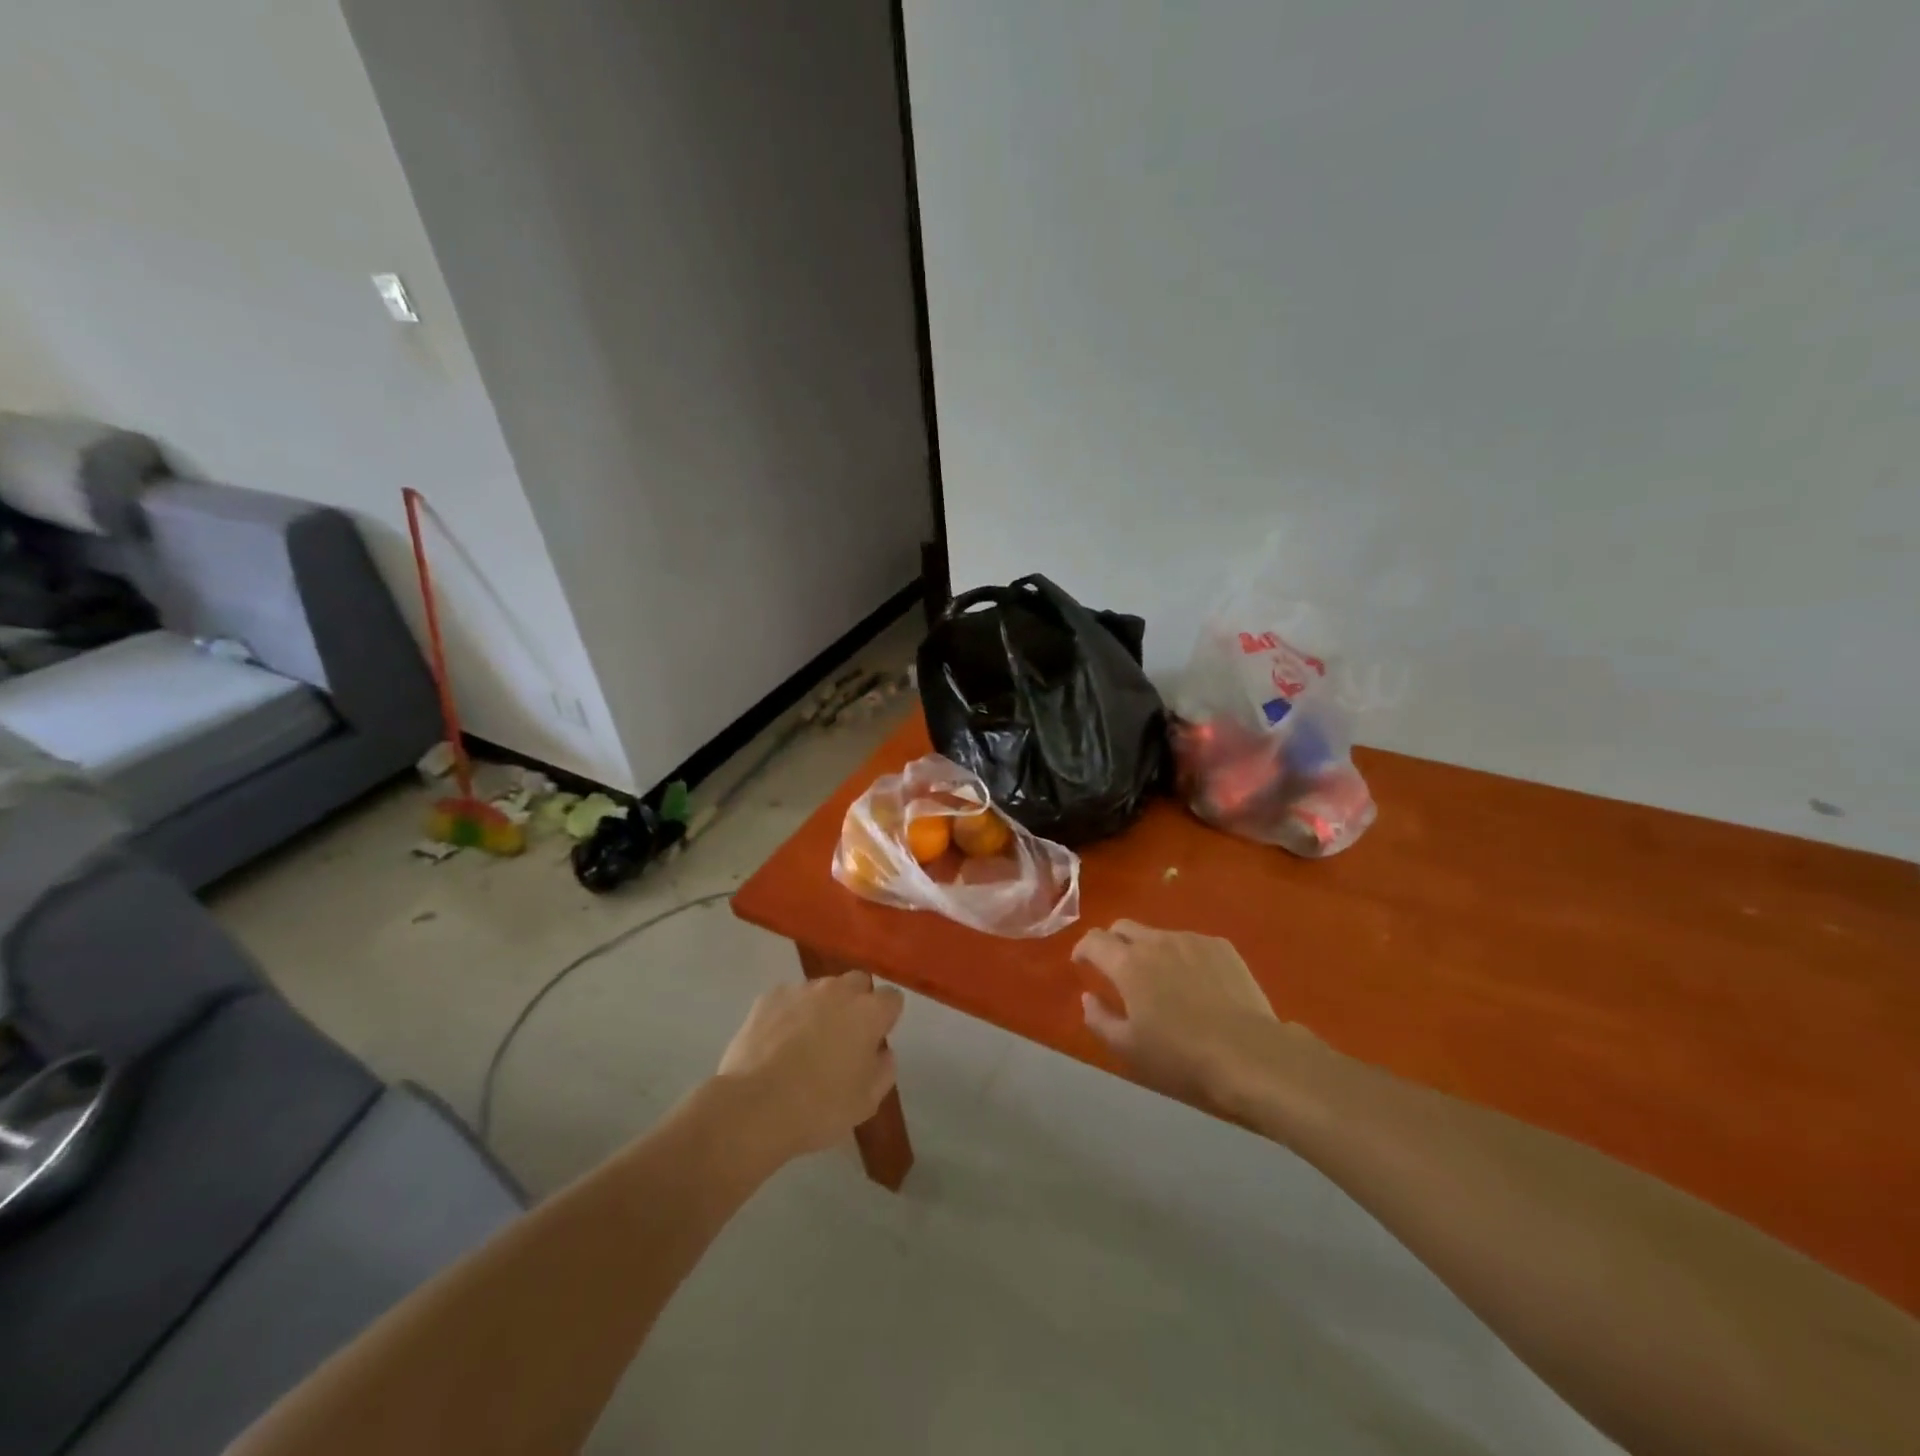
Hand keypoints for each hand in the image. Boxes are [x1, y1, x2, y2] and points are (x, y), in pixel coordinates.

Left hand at [717, 972, 903, 1160]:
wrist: (755, 1106)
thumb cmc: (820, 1107)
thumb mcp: (866, 1102)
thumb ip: (884, 1070)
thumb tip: (883, 1052)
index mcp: (869, 1012)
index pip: (892, 998)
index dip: (886, 1018)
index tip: (876, 1040)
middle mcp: (838, 990)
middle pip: (857, 983)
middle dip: (856, 1003)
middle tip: (844, 1038)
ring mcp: (801, 990)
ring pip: (821, 989)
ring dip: (822, 1007)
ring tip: (805, 1043)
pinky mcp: (769, 997)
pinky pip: (789, 999)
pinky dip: (789, 1014)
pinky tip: (777, 1043)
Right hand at [1073, 920, 1310, 1111]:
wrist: (1251, 1055)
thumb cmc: (1182, 1057)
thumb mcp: (1129, 1049)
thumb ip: (1099, 1019)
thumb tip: (1088, 997)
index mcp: (1128, 964)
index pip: (1094, 940)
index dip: (1083, 949)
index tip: (1082, 965)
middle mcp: (1156, 942)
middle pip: (1123, 927)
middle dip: (1113, 943)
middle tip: (1118, 970)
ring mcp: (1192, 940)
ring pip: (1158, 935)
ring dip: (1150, 951)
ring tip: (1162, 981)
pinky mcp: (1222, 947)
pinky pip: (1191, 943)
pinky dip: (1182, 957)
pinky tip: (1196, 984)